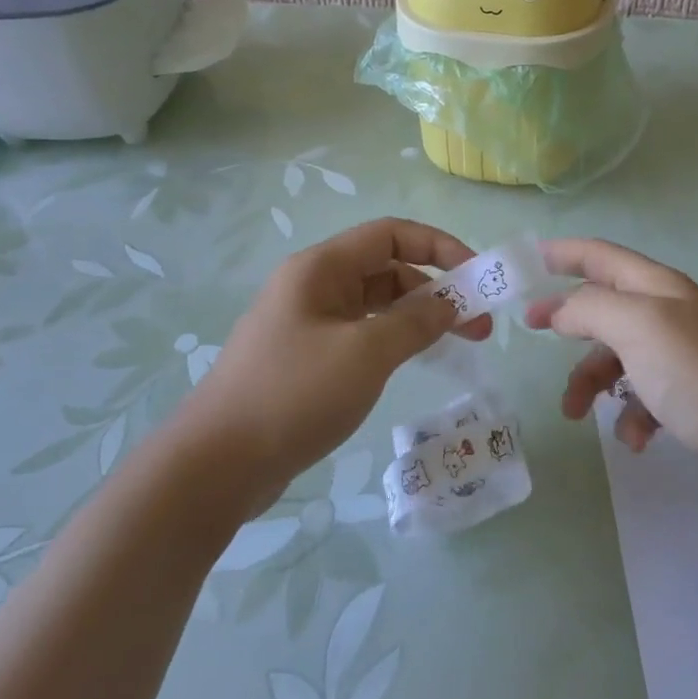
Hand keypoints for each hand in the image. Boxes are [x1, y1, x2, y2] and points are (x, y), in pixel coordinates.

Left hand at [184, 219, 490, 492]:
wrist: (218, 464)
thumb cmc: (295, 394)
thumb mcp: (366, 352)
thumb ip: (415, 321)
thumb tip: (450, 303)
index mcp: (321, 268)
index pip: (391, 234)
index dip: (439, 246)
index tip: (477, 276)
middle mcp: (314, 286)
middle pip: (387, 269)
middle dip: (436, 290)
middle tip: (479, 326)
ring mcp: (308, 324)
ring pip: (376, 305)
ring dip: (418, 318)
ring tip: (459, 346)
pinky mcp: (307, 359)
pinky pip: (361, 335)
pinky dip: (394, 340)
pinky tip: (416, 362)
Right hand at [524, 239, 697, 480]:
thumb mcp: (638, 327)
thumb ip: (590, 309)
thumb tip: (558, 311)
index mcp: (654, 288)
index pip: (600, 256)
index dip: (563, 253)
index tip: (526, 262)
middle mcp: (665, 314)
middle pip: (602, 308)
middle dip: (568, 325)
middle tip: (533, 336)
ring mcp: (677, 355)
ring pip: (616, 358)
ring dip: (592, 383)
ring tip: (578, 415)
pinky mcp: (687, 394)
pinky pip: (642, 397)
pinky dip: (630, 416)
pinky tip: (636, 438)